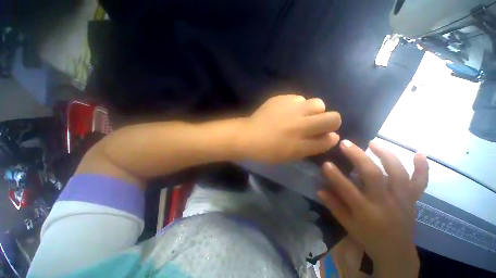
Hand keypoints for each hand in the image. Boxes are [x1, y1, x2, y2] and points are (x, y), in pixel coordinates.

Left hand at [242, 95, 340, 162]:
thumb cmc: (267, 150)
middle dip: (329, 121)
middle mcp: (301, 124)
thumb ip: (312, 147)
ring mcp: (291, 109)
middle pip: (333, 117)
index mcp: (302, 143)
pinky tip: (286, 110)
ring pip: (317, 103)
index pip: (331, 137)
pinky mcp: (281, 99)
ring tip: (300, 115)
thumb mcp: (291, 155)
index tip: (324, 136)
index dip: (330, 137)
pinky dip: (297, 105)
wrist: (248, 136)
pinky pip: (299, 98)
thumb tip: (331, 136)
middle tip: (315, 124)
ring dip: (313, 111)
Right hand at [318, 140, 428, 277]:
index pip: (348, 191)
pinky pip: (420, 183)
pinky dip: (422, 168)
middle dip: (358, 157)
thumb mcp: (348, 225)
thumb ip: (334, 206)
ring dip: (386, 155)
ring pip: (398, 173)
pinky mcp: (412, 200)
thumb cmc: (368, 238)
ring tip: (373, 142)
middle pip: (374, 176)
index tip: (326, 163)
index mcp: (367, 213)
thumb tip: (319, 189)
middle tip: (346, 143)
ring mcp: (402, 200)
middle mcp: (386, 204)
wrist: (396, 253)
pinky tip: (419, 153)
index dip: (335, 176)